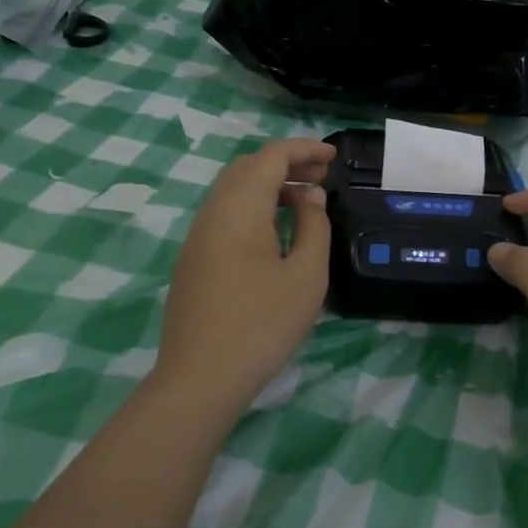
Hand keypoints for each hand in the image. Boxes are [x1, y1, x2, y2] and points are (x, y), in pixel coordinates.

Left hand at [155, 138, 335, 411]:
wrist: (200, 378)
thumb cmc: (261, 325)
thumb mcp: (305, 276)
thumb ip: (313, 226)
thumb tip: (309, 196)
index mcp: (239, 208)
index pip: (270, 156)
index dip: (304, 149)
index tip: (334, 157)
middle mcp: (212, 212)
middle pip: (247, 167)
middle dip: (286, 164)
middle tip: (322, 178)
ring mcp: (197, 237)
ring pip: (232, 191)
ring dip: (268, 186)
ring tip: (304, 202)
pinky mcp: (193, 260)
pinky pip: (224, 215)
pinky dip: (253, 207)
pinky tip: (275, 233)